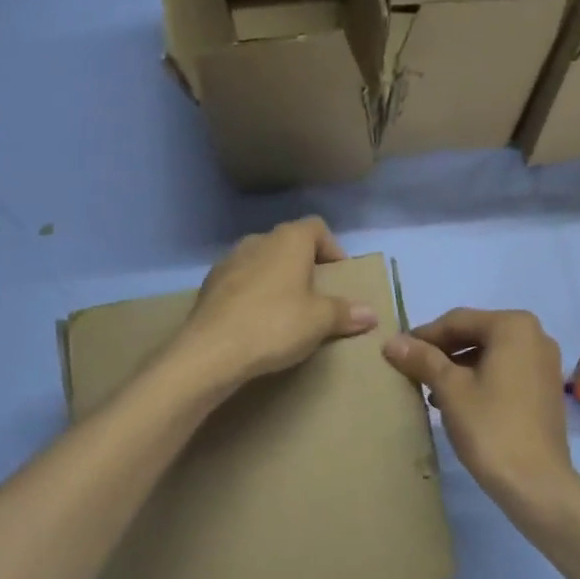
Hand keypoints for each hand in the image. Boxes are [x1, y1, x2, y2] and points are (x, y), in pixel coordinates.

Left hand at [174, 218, 377, 390]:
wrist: (211, 351)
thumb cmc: (275, 325)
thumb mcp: (319, 321)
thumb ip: (345, 313)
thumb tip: (371, 313)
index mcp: (288, 240)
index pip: (317, 227)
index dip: (332, 248)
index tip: (338, 277)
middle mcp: (258, 241)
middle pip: (288, 244)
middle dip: (304, 266)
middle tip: (316, 296)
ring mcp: (228, 261)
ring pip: (262, 262)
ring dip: (276, 279)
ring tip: (286, 311)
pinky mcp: (209, 285)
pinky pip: (240, 282)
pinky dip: (252, 294)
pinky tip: (256, 322)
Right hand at [382, 308, 579, 520]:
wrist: (536, 482)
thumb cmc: (490, 427)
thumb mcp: (450, 389)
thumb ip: (422, 359)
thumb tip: (391, 341)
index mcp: (513, 326)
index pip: (457, 320)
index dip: (423, 336)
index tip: (396, 352)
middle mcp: (535, 335)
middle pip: (476, 333)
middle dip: (441, 351)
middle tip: (411, 370)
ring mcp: (544, 362)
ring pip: (490, 353)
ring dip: (458, 367)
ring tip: (429, 389)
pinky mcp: (545, 387)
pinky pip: (505, 371)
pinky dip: (479, 379)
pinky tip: (456, 401)